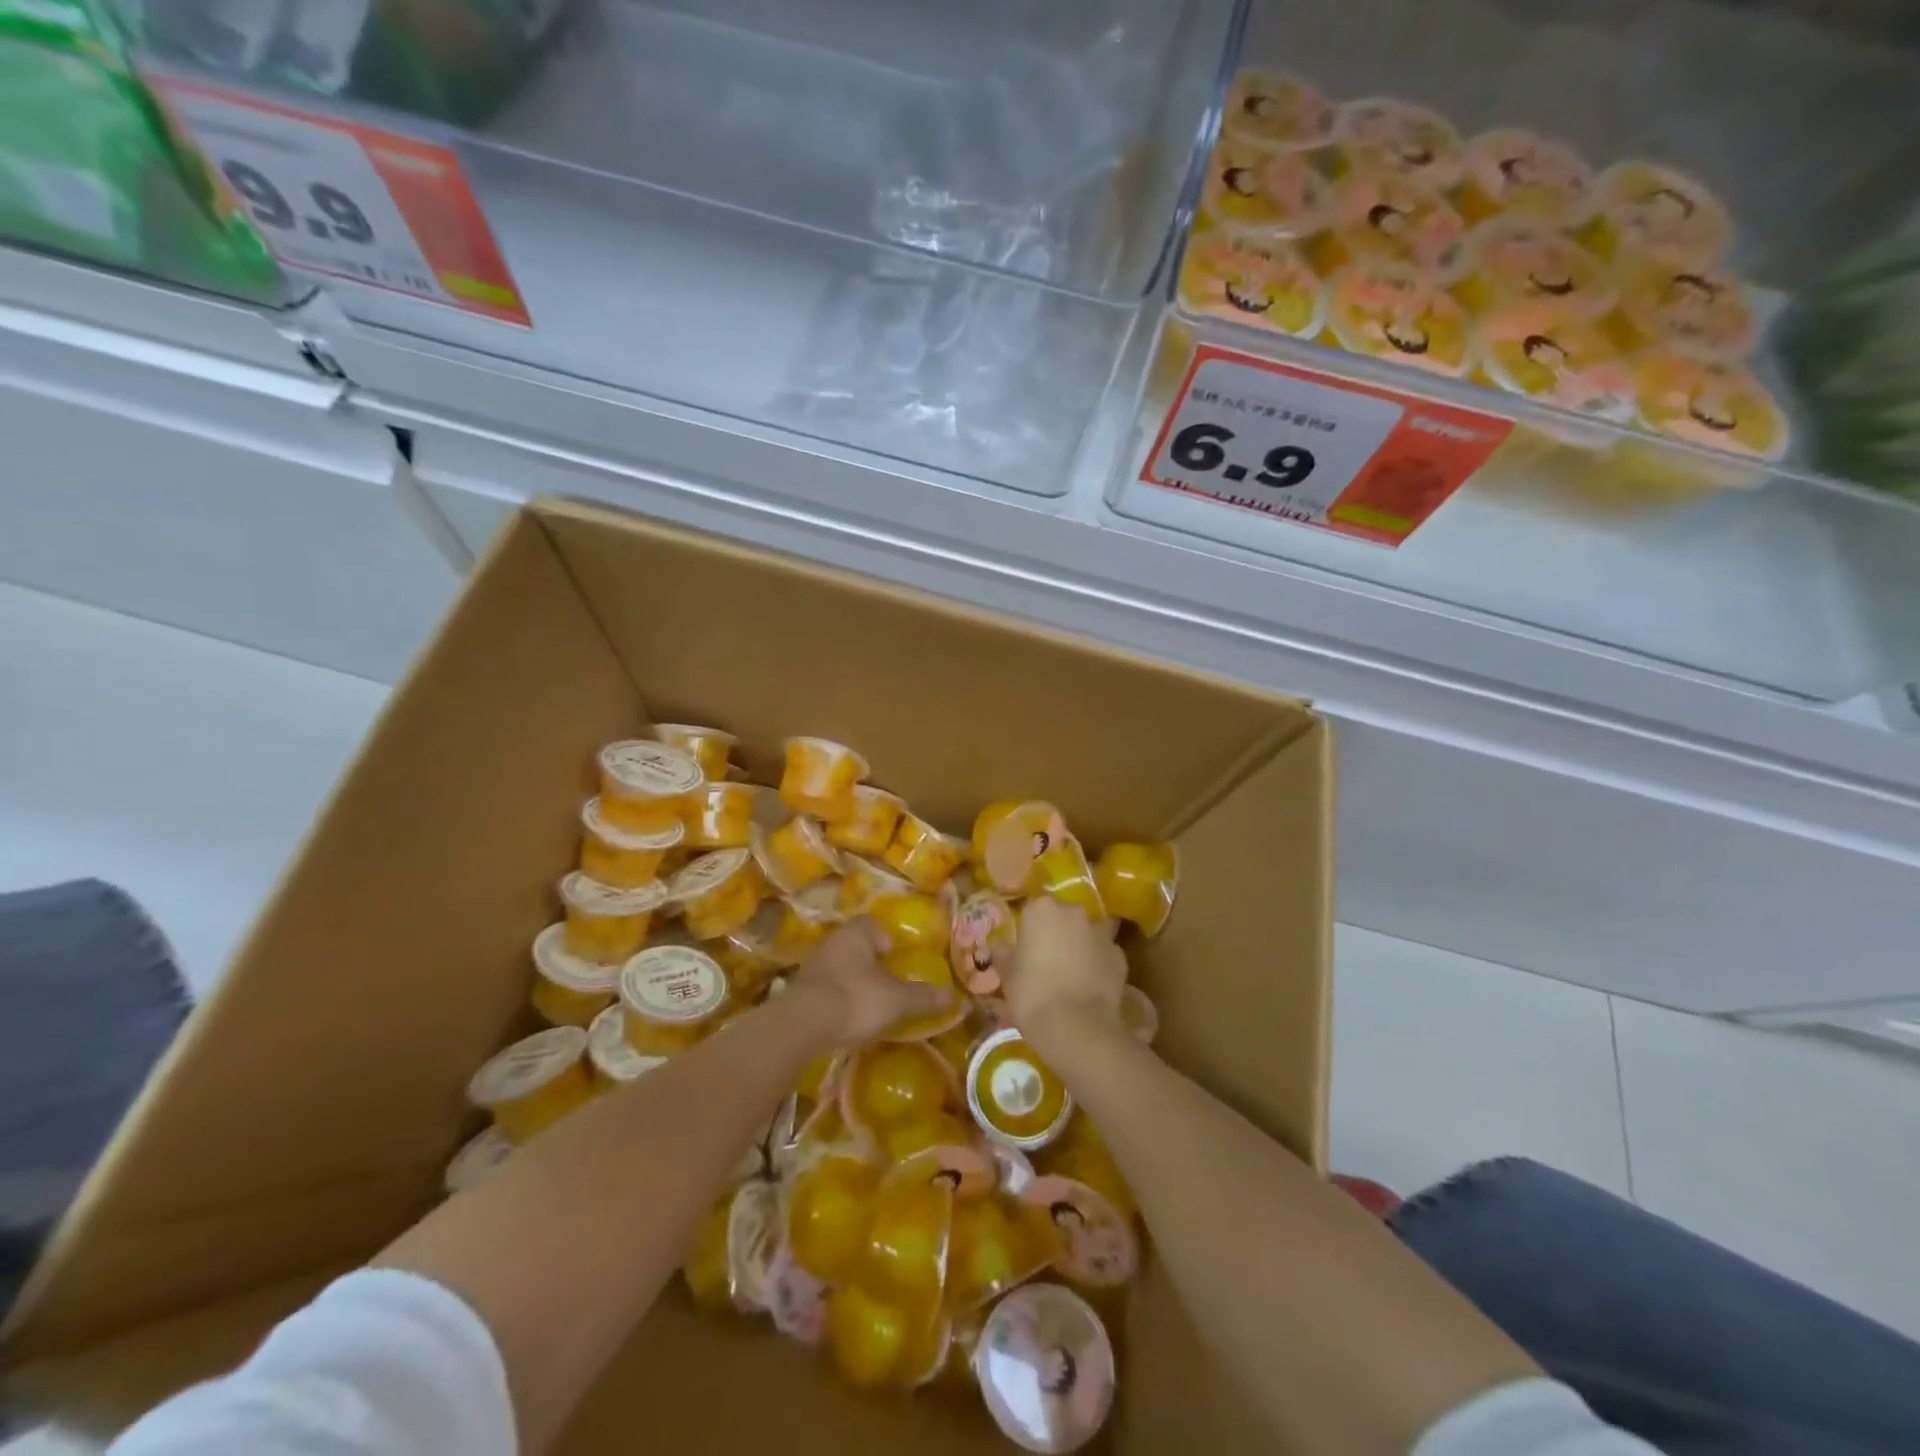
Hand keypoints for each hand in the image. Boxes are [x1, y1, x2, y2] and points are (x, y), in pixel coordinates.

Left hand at [790, 917, 948, 1049]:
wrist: (802, 1025)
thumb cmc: (856, 998)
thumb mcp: (896, 999)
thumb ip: (922, 997)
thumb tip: (952, 997)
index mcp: (855, 933)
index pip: (871, 923)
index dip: (885, 937)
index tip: (894, 958)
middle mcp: (831, 942)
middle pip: (854, 945)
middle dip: (869, 962)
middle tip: (885, 982)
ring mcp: (812, 966)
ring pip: (838, 966)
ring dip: (851, 981)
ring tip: (867, 1003)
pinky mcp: (799, 991)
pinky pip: (824, 988)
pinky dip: (835, 999)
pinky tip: (845, 1018)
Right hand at [1003, 897, 1127, 1051]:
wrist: (1076, 1026)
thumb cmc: (1032, 994)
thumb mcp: (1007, 975)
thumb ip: (1003, 955)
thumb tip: (999, 946)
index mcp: (1042, 909)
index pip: (1033, 911)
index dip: (1029, 931)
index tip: (1025, 951)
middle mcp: (1074, 912)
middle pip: (1063, 917)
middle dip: (1057, 934)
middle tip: (1047, 962)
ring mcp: (1101, 933)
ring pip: (1087, 934)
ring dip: (1081, 947)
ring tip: (1071, 975)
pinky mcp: (1120, 956)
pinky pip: (1104, 955)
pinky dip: (1099, 965)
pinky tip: (1090, 987)